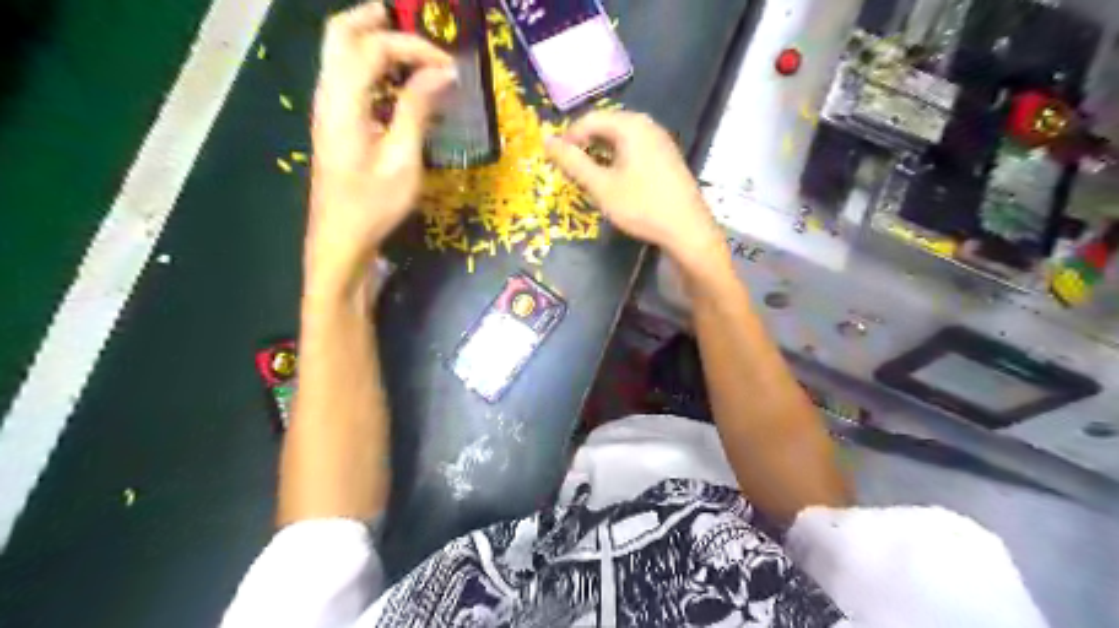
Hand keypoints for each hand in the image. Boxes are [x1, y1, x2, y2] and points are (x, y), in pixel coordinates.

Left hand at [303, 2, 452, 295]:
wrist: (341, 240)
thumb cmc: (373, 205)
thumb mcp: (402, 160)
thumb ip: (417, 110)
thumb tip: (441, 72)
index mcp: (343, 103)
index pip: (372, 48)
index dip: (412, 46)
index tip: (449, 67)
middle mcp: (328, 97)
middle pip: (340, 36)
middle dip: (374, 22)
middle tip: (411, 23)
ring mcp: (327, 110)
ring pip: (341, 55)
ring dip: (373, 43)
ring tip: (411, 51)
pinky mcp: (334, 125)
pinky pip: (348, 80)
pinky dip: (372, 69)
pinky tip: (398, 86)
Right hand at [545, 109, 726, 267]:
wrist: (687, 229)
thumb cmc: (641, 206)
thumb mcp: (601, 186)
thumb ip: (573, 162)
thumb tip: (546, 141)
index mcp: (631, 125)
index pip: (590, 120)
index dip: (568, 137)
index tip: (554, 160)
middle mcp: (647, 125)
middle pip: (606, 125)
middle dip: (584, 145)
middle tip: (570, 169)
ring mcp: (660, 140)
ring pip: (621, 139)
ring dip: (600, 153)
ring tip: (589, 176)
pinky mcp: (667, 157)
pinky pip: (634, 149)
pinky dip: (617, 159)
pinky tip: (614, 180)